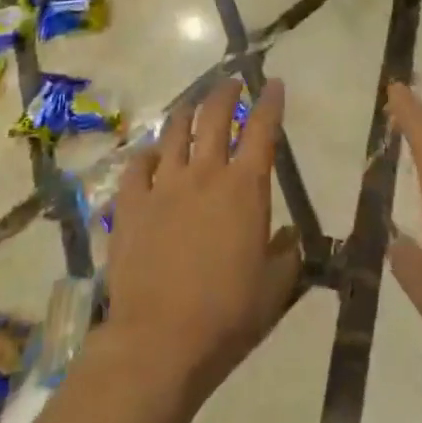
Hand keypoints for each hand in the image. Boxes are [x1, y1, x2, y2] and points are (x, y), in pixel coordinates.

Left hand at [107, 77, 301, 405]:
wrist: (160, 340)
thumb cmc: (227, 314)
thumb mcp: (274, 288)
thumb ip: (287, 255)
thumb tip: (290, 236)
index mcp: (245, 187)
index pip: (262, 129)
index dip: (270, 102)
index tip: (274, 84)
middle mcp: (204, 173)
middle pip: (214, 116)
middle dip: (225, 92)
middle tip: (231, 82)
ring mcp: (163, 185)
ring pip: (175, 132)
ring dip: (187, 112)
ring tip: (193, 107)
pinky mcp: (131, 204)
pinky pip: (137, 166)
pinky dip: (148, 154)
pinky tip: (151, 155)